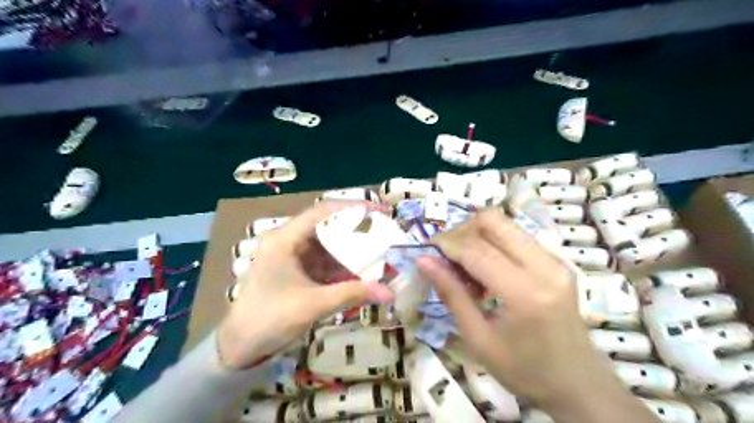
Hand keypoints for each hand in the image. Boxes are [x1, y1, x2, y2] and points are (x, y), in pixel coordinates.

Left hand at [216, 201, 390, 370]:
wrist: (239, 347)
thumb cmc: (270, 319)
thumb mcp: (313, 304)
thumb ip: (352, 294)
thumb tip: (389, 293)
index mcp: (285, 239)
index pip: (322, 211)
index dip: (353, 208)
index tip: (379, 212)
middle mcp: (288, 240)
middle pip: (327, 225)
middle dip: (356, 229)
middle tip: (383, 231)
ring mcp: (292, 255)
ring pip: (328, 244)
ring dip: (351, 248)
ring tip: (379, 250)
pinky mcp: (296, 270)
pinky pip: (324, 261)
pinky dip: (342, 265)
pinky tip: (362, 270)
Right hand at [418, 208, 617, 410]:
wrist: (578, 383)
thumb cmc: (524, 370)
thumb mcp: (478, 338)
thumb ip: (451, 294)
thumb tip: (424, 261)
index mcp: (525, 292)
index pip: (477, 250)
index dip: (447, 244)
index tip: (427, 250)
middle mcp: (544, 266)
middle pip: (493, 221)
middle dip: (462, 230)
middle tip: (446, 254)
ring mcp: (555, 260)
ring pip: (505, 224)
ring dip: (477, 235)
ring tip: (464, 264)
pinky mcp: (557, 261)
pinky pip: (516, 236)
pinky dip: (493, 243)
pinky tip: (485, 269)